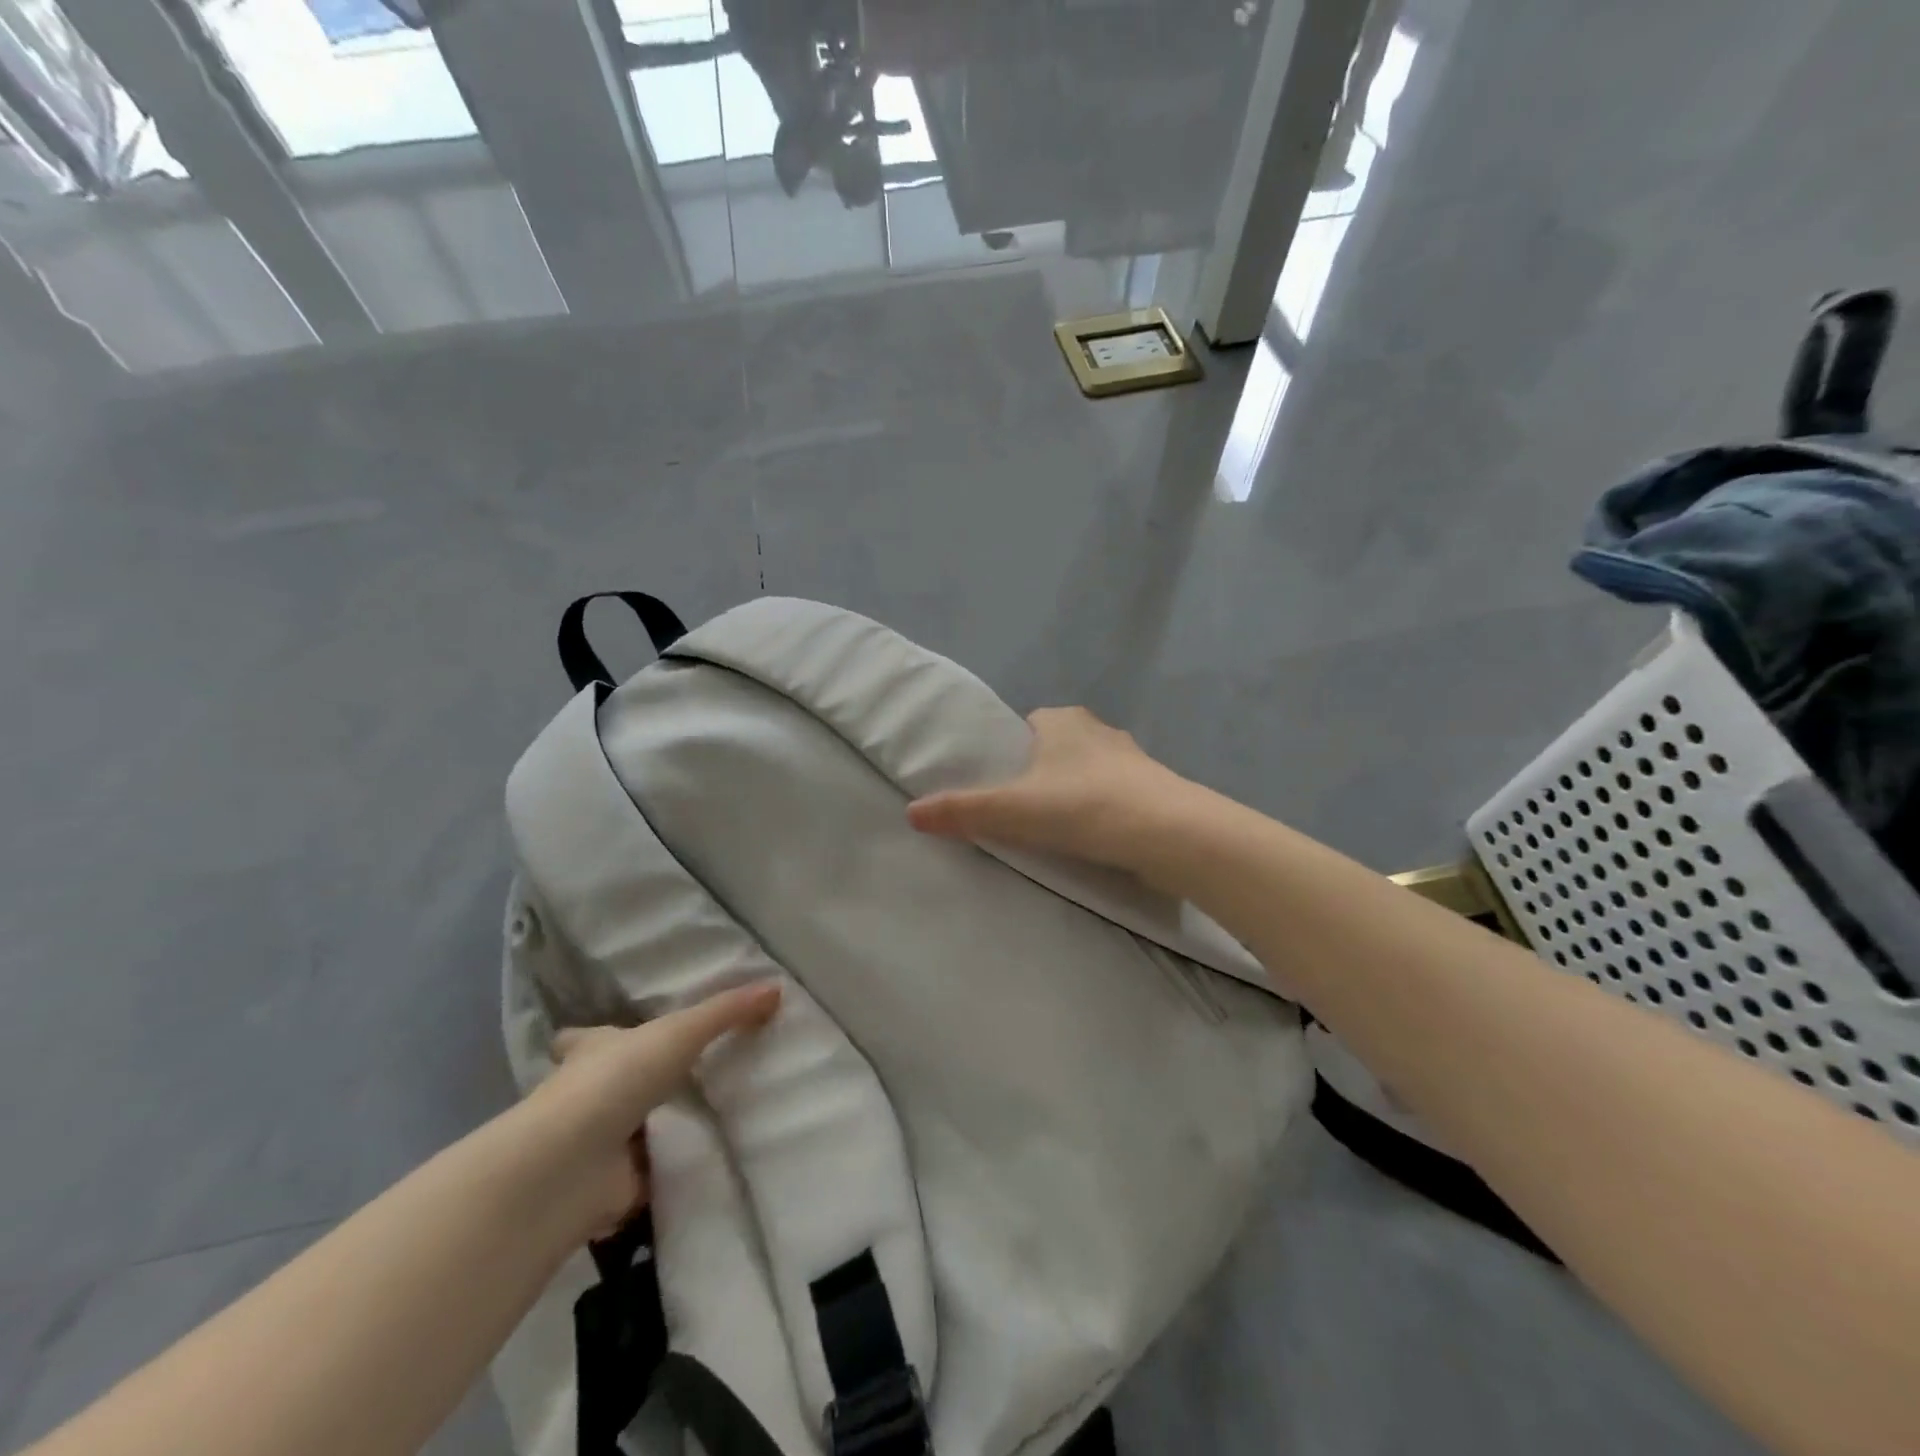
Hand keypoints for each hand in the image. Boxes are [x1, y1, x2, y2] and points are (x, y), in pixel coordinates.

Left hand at [533, 983, 780, 1234]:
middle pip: (607, 1085)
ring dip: (655, 1128)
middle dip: (634, 1084)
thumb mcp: (680, 1031)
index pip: (583, 1039)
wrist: (572, 1166)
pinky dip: (669, 1169)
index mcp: (592, 1052)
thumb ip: (727, 1012)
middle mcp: (586, 1095)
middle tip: (678, 1078)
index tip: (613, 1034)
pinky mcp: (611, 1186)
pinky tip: (705, 1161)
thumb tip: (776, 988)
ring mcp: (595, 1144)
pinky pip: (649, 1173)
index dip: (594, 1037)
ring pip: (628, 1130)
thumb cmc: (616, 1079)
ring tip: (708, 1116)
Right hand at [906, 706, 1194, 875]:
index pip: (1027, 726)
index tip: (999, 785)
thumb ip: (961, 810)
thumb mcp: (1011, 810)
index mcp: (1062, 720)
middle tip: (1021, 814)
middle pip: (1057, 749)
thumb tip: (911, 813)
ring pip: (1089, 772)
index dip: (1010, 753)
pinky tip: (1094, 840)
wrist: (1168, 833)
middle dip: (1041, 775)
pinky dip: (1102, 811)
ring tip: (1056, 832)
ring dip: (1074, 795)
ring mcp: (1132, 758)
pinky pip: (1115, 795)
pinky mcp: (1155, 788)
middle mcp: (1098, 729)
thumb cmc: (1082, 806)